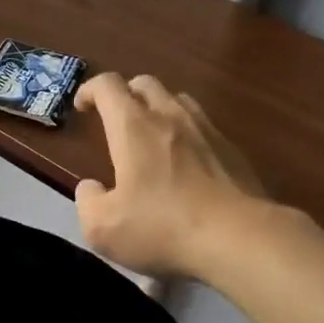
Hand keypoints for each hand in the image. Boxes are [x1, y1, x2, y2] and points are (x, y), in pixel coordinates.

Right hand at [73, 72, 268, 280]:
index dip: (90, 89)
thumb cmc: (163, 228)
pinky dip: (187, 134)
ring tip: (152, 135)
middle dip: (125, 94)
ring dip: (159, 108)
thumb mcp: (103, 228)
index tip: (83, 106)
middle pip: (145, 83)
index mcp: (133, 127)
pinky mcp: (233, 150)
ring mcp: (207, 130)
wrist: (240, 239)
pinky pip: (204, 127)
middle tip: (116, 119)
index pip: (107, 85)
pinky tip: (188, 163)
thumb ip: (88, 202)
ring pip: (178, 100)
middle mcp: (170, 116)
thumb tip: (91, 188)